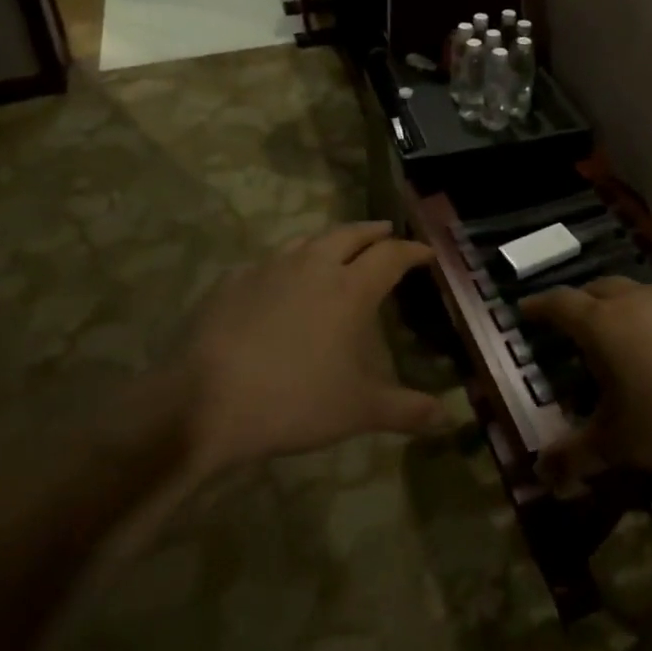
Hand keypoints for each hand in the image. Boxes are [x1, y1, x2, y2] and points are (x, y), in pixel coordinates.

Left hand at [178, 223, 445, 475]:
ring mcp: (269, 269)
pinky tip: (279, 281)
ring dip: (330, 240)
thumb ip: (406, 410)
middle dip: (373, 232)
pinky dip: (286, 264)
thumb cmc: (294, 401)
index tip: (426, 252)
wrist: (203, 402)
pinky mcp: (233, 281)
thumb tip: (448, 417)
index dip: (412, 251)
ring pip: (308, 240)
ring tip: (337, 248)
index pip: (391, 256)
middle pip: (350, 234)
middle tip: (386, 233)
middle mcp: (313, 266)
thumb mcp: (358, 411)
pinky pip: (268, 263)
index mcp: (350, 288)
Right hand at [522, 278, 651, 483]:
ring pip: (633, 294)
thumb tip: (539, 474)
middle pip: (596, 289)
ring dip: (617, 308)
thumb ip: (575, 457)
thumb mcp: (620, 446)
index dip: (538, 307)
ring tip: (618, 338)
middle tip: (570, 324)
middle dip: (578, 303)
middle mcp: (635, 301)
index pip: (559, 304)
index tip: (524, 311)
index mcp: (603, 324)